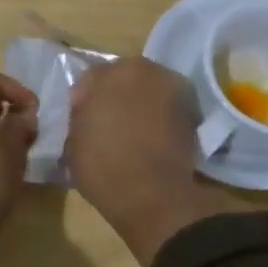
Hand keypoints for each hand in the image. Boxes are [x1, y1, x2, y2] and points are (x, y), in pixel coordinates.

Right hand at [66, 57, 241, 265]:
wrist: (153, 195)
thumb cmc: (103, 164)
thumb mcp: (73, 141)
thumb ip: (81, 117)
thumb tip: (89, 114)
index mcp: (112, 72)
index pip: (91, 78)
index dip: (84, 100)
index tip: (82, 122)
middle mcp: (147, 71)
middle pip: (125, 79)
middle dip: (116, 96)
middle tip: (107, 125)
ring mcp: (175, 90)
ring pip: (150, 92)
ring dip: (141, 106)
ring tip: (132, 134)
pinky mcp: (193, 114)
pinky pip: (168, 111)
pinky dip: (160, 120)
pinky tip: (150, 142)